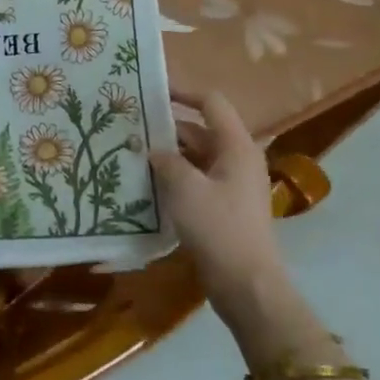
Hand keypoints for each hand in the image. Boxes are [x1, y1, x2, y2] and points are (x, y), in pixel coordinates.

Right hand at [151, 89, 284, 315]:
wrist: (247, 286)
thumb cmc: (218, 229)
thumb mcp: (184, 189)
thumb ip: (166, 160)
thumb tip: (154, 149)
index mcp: (237, 146)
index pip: (211, 103)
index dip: (183, 93)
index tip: (152, 93)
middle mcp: (239, 159)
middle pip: (201, 130)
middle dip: (169, 129)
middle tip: (133, 129)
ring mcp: (234, 184)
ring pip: (198, 157)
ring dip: (170, 155)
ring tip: (134, 155)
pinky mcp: (226, 207)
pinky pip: (198, 180)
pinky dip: (177, 177)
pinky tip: (150, 185)